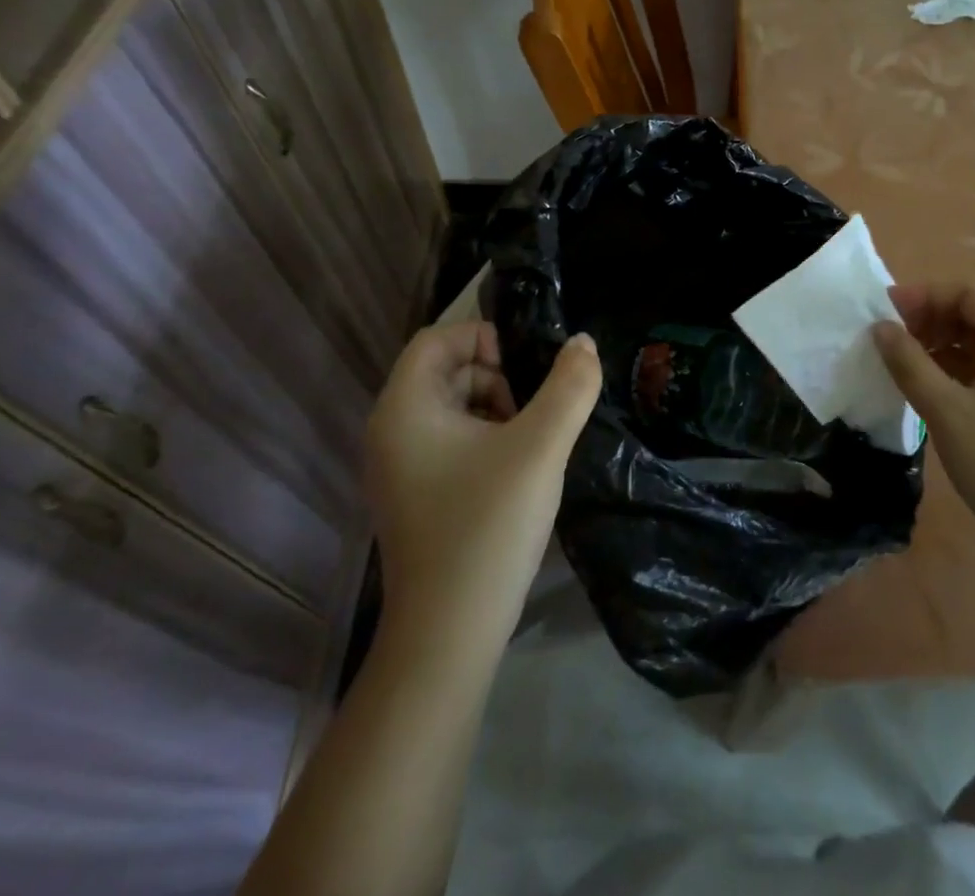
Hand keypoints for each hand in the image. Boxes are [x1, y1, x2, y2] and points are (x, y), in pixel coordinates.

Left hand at [365, 322, 600, 626]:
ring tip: (532, 442)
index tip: (526, 368)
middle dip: (497, 377)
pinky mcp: (414, 497)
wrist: (448, 635)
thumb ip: (570, 386)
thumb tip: (583, 342)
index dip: (484, 338)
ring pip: (452, 408)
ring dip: (496, 409)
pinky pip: (450, 443)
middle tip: (535, 410)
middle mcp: (391, 431)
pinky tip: (517, 471)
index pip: (438, 338)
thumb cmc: (488, 526)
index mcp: (405, 408)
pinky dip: (486, 440)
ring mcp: (399, 468)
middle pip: (446, 371)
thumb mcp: (541, 446)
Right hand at [871, 277, 974, 566]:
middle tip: (894, 338)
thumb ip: (909, 363)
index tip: (889, 312)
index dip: (929, 294)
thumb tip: (880, 328)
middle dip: (934, 317)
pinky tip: (931, 384)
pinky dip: (958, 365)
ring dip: (943, 342)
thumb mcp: (946, 412)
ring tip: (906, 361)